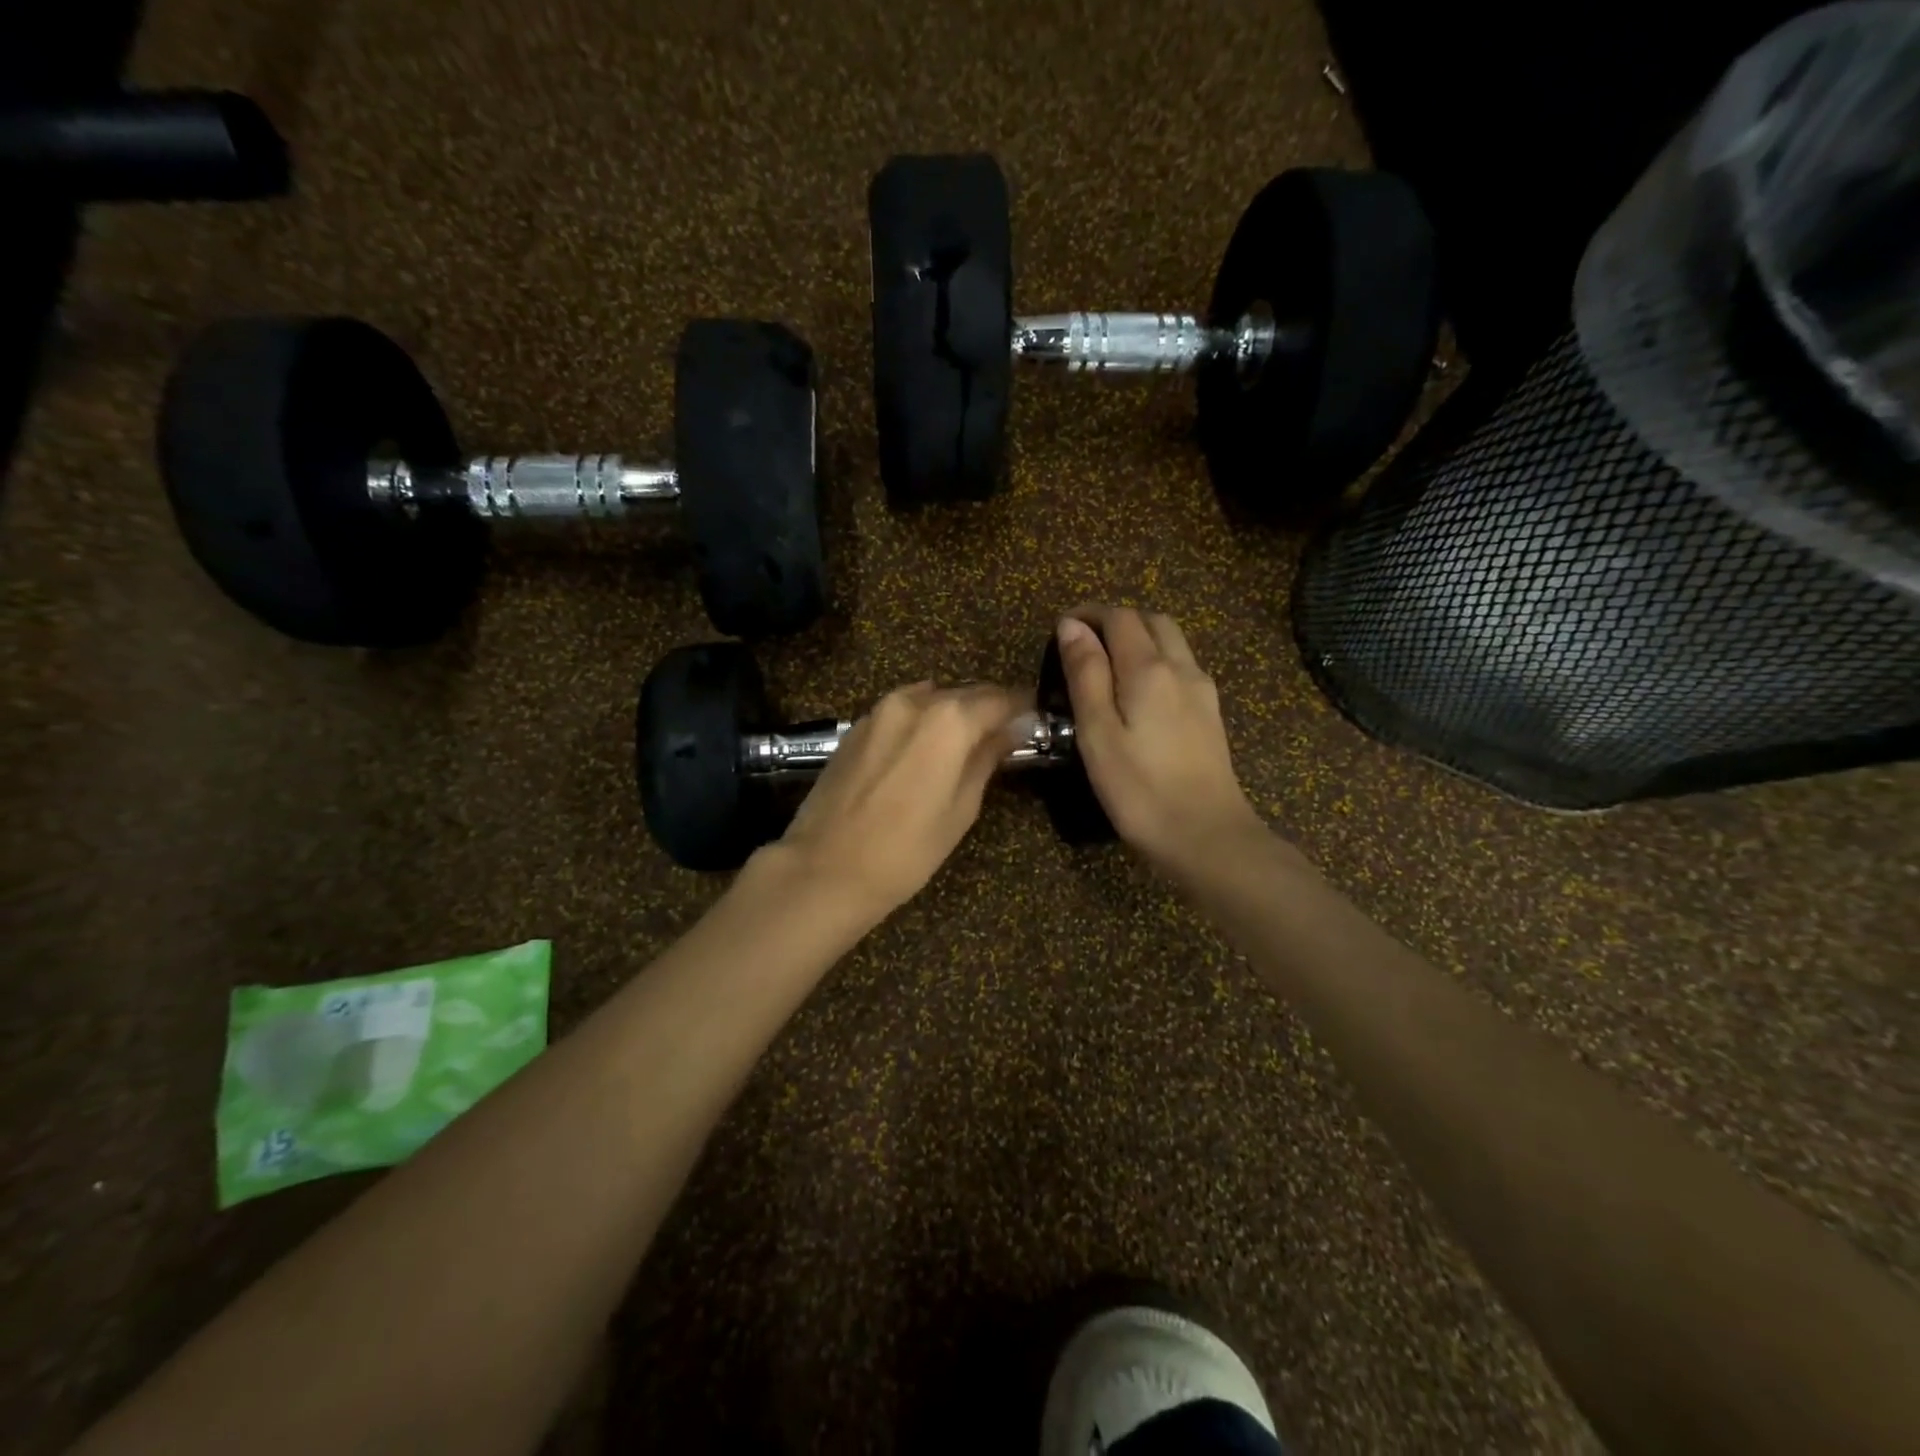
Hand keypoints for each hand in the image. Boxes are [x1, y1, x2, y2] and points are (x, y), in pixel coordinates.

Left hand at [772, 681, 1025, 920]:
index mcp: (948, 719)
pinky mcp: (856, 727)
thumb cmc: (907, 849)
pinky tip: (924, 750)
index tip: (1036, 721)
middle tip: (1006, 735)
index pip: (1000, 699)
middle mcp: (914, 701)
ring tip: (965, 744)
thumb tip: (1014, 729)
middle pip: (964, 693)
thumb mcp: (961, 807)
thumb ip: (988, 758)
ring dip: (953, 713)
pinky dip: (922, 721)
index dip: (1022, 709)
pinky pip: (902, 712)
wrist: (825, 869)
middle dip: (988, 709)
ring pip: (931, 698)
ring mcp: (879, 711)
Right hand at [1055, 607, 1264, 877]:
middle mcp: (1182, 668)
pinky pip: (1182, 667)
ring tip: (1107, 665)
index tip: (1061, 628)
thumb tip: (1072, 626)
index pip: (1120, 617)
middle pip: (1152, 620)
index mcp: (1149, 668)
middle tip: (1084, 643)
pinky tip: (1139, 693)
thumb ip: (1086, 674)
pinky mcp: (1210, 714)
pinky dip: (1156, 661)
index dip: (1089, 614)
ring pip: (1172, 642)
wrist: (1206, 836)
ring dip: (1139, 638)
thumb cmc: (1139, 788)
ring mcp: (1202, 691)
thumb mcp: (1097, 733)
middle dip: (1117, 620)